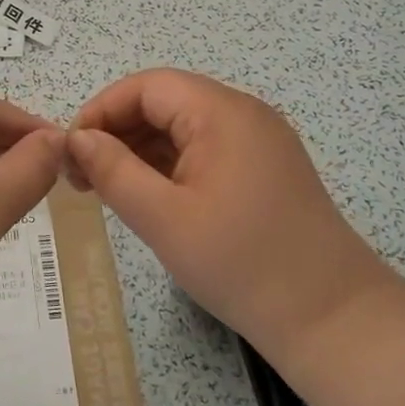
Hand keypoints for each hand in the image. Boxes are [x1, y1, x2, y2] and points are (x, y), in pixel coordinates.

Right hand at [67, 69, 393, 360]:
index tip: (72, 152)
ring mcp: (258, 141)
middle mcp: (243, 114)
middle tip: (82, 176)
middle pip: (164, 102)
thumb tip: (78, 139)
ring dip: (139, 149)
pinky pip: (203, 149)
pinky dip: (168, 165)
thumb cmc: (242, 264)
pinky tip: (145, 195)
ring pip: (182, 126)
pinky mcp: (263, 169)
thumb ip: (113, 171)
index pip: (147, 86)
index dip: (102, 110)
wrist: (332, 319)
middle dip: (117, 130)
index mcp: (222, 113)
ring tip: (105, 189)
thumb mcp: (163, 218)